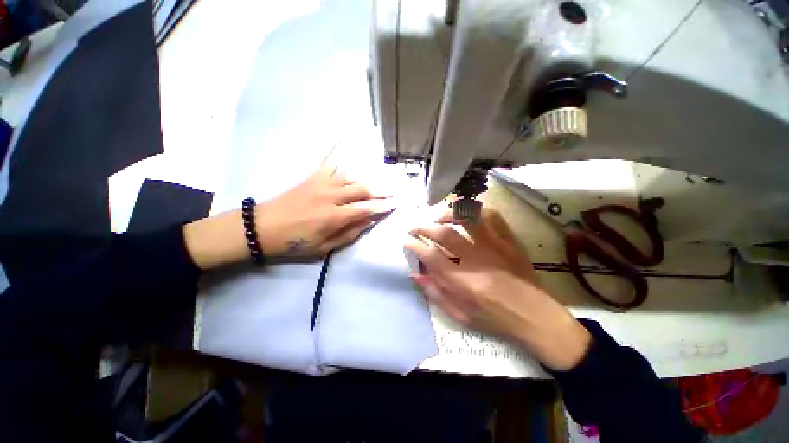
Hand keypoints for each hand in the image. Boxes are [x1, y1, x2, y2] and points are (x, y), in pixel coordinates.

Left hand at [255, 166, 393, 258]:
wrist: (262, 227)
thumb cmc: (295, 243)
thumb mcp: (324, 247)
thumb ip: (350, 233)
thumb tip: (369, 221)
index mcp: (334, 217)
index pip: (367, 208)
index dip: (383, 206)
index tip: (396, 203)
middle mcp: (331, 196)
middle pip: (363, 189)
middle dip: (381, 190)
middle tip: (394, 190)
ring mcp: (321, 184)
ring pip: (351, 177)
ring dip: (367, 180)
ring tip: (379, 182)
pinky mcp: (312, 178)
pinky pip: (331, 165)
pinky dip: (342, 158)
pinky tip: (350, 150)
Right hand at [404, 209, 590, 370]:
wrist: (535, 317)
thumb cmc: (495, 319)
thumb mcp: (460, 315)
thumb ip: (435, 293)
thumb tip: (416, 273)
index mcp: (462, 281)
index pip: (430, 255)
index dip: (414, 245)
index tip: (407, 241)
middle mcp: (476, 259)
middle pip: (444, 233)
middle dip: (423, 227)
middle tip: (415, 228)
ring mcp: (495, 246)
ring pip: (468, 218)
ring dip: (448, 214)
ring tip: (438, 218)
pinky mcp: (509, 241)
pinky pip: (493, 216)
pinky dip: (477, 210)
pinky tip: (467, 215)